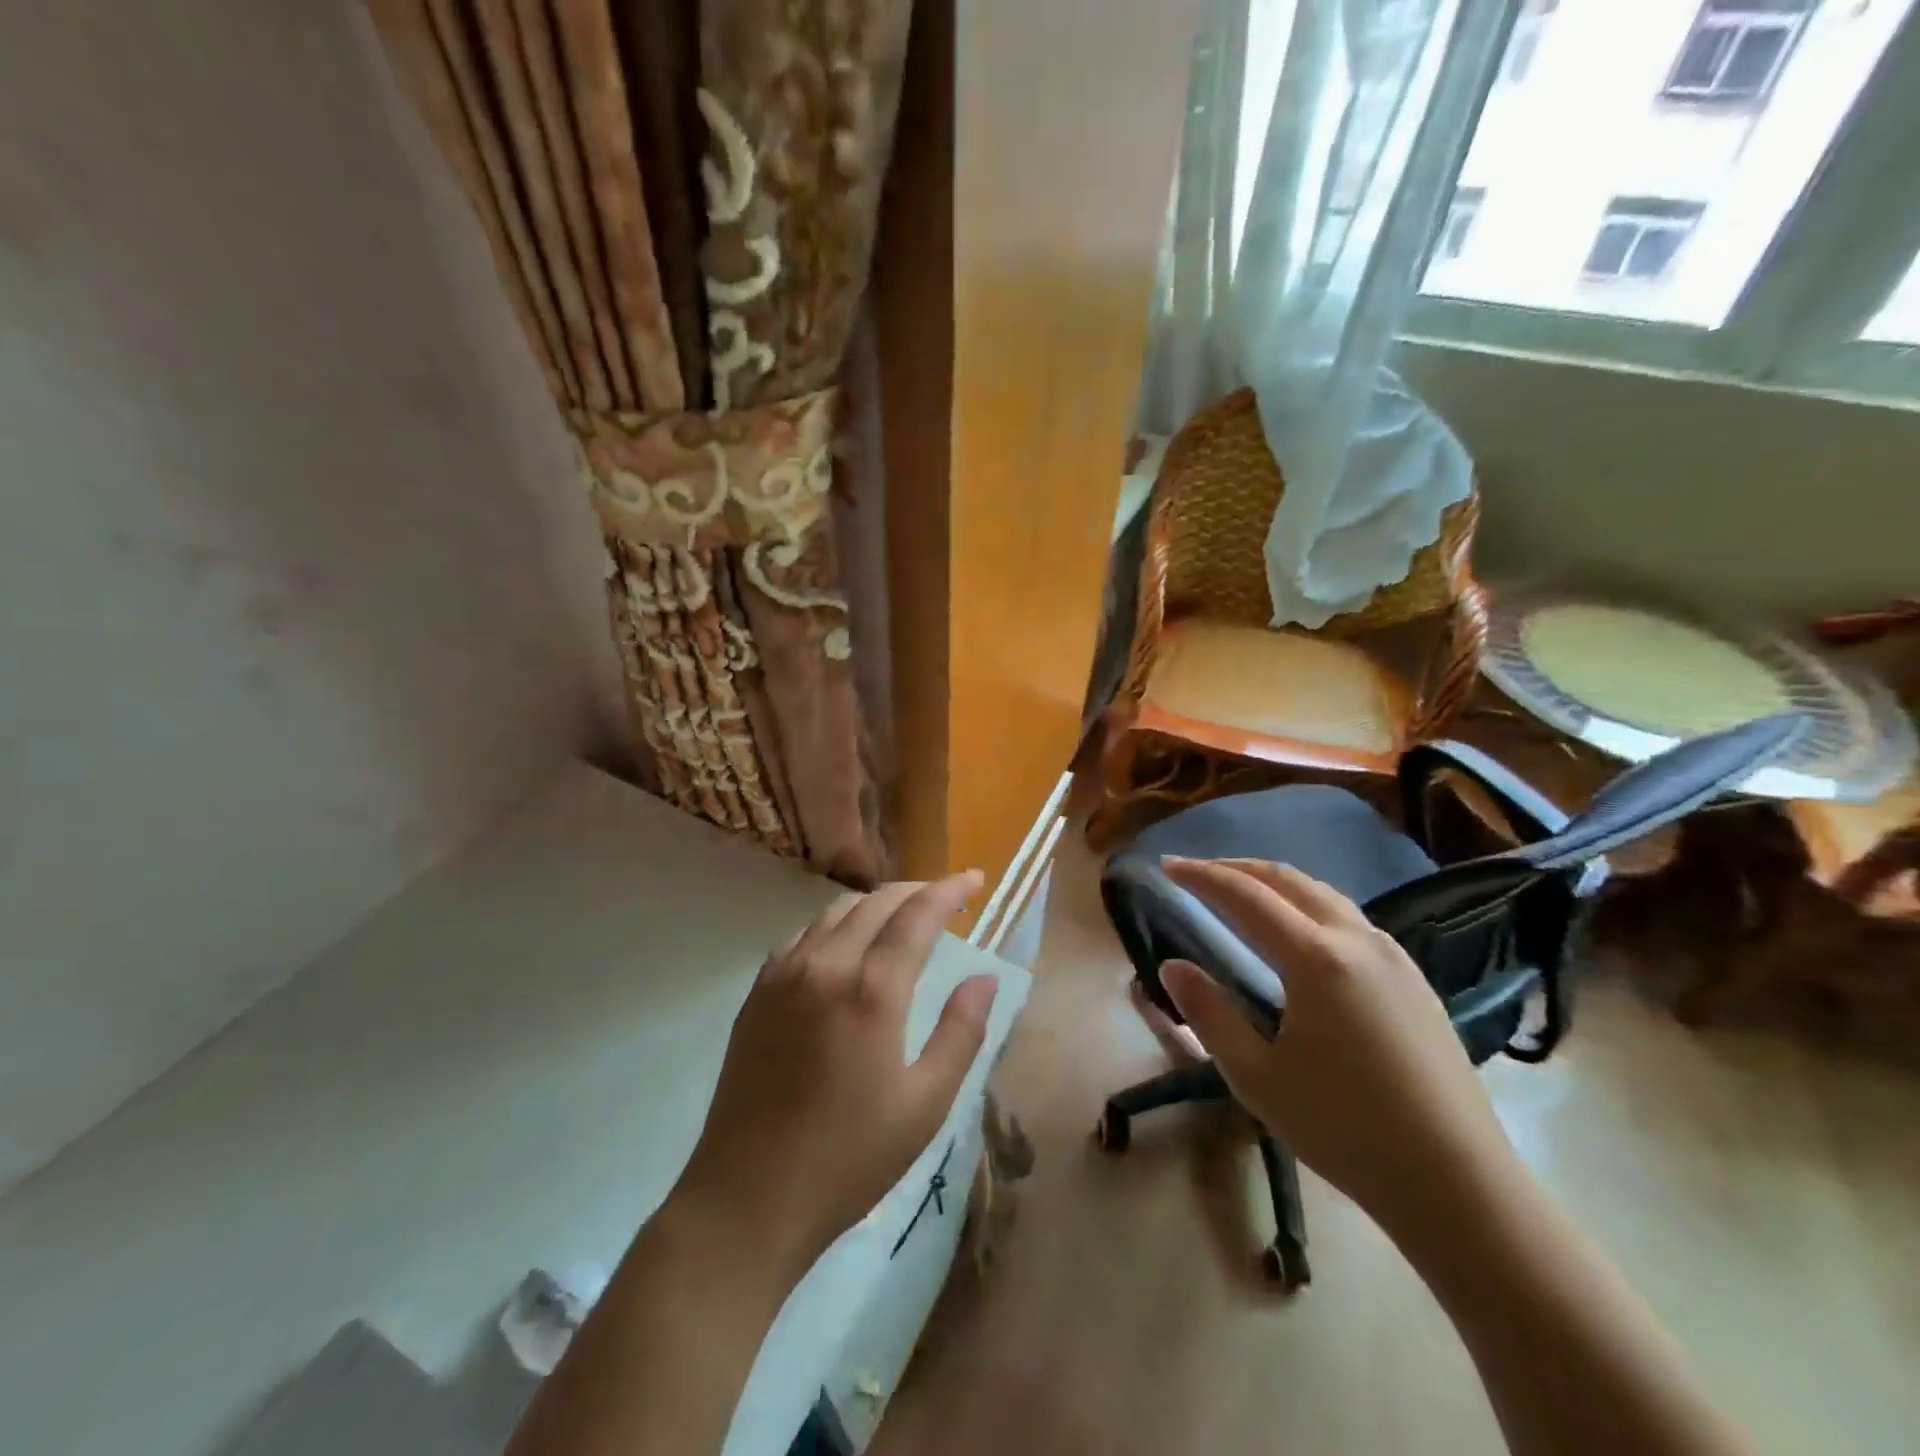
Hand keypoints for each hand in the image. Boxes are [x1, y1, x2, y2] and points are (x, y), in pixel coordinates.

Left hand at [675, 874, 998, 1271]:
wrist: (748, 1198)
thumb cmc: (850, 1157)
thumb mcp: (925, 1103)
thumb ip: (960, 1031)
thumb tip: (984, 977)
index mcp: (872, 990)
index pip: (917, 914)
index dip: (949, 889)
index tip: (975, 879)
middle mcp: (825, 965)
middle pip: (876, 902)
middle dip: (916, 890)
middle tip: (945, 898)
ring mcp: (783, 975)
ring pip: (836, 912)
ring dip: (875, 904)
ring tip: (900, 917)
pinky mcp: (757, 993)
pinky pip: (802, 935)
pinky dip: (835, 925)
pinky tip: (845, 945)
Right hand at [1158, 858, 1517, 1237]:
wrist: (1459, 1184)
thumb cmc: (1345, 1129)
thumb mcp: (1257, 1077)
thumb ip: (1208, 1014)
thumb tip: (1173, 966)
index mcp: (1317, 958)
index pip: (1246, 896)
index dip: (1202, 876)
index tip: (1167, 865)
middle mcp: (1357, 940)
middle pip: (1289, 880)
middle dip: (1237, 867)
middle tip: (1198, 871)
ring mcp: (1393, 957)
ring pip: (1324, 894)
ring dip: (1275, 883)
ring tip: (1241, 892)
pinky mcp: (1414, 979)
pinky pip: (1349, 918)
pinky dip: (1308, 904)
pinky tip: (1298, 933)